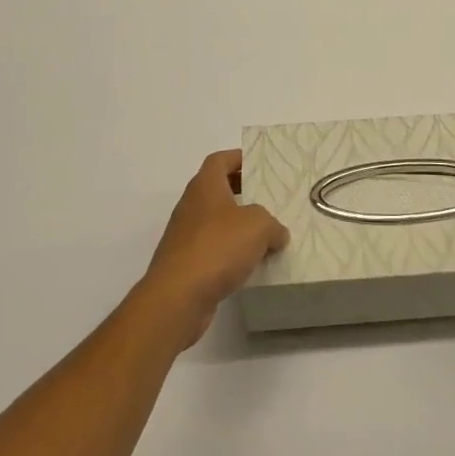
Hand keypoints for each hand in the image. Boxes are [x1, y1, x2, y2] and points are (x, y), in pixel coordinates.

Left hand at [135, 150, 289, 350]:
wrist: (177, 297)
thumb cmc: (217, 247)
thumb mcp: (258, 226)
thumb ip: (273, 225)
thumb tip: (277, 234)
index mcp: (205, 186)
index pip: (219, 160)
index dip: (239, 158)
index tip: (259, 165)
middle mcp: (191, 206)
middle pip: (217, 190)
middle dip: (242, 193)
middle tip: (268, 199)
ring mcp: (185, 236)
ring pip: (215, 222)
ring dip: (237, 226)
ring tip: (265, 235)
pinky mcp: (185, 264)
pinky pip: (212, 249)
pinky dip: (229, 252)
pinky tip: (249, 264)